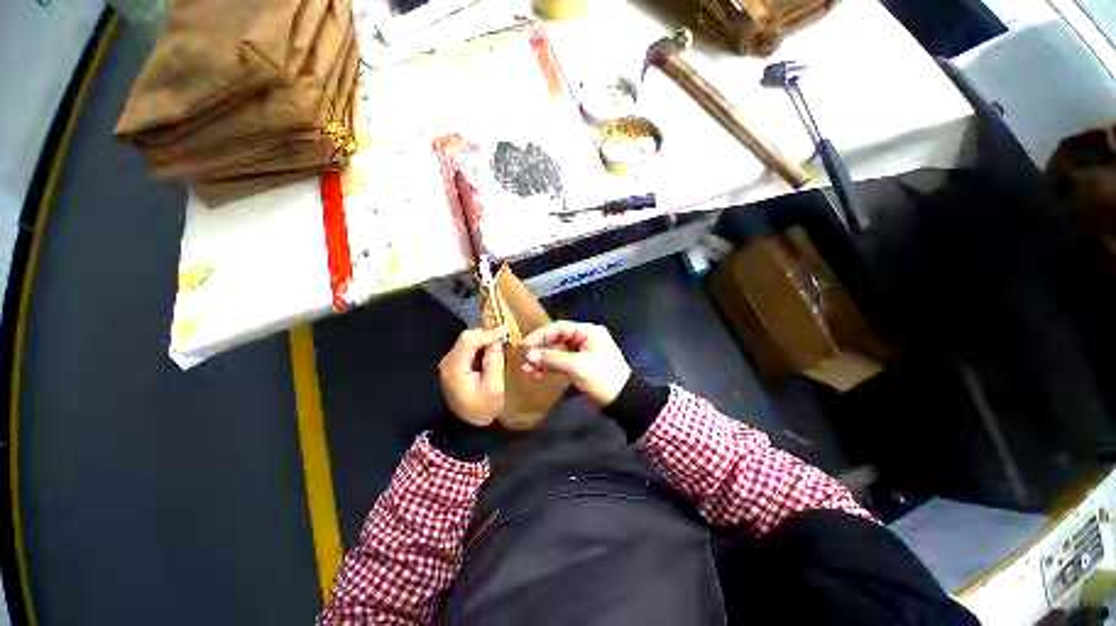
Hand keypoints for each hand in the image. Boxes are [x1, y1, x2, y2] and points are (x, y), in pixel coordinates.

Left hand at [439, 327, 506, 425]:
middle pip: (467, 338)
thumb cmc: (481, 409)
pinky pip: (468, 348)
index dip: (487, 333)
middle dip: (487, 335)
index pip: (469, 340)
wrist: (466, 427)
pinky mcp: (454, 365)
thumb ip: (495, 361)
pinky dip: (481, 346)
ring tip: (501, 341)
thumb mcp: (494, 387)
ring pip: (467, 341)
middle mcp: (448, 362)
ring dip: (484, 339)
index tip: (505, 332)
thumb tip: (498, 340)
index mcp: (454, 368)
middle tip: (505, 337)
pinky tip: (492, 350)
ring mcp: (449, 363)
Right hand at [521, 321, 630, 406]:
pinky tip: (536, 374)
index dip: (541, 335)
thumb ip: (552, 359)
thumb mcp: (577, 366)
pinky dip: (550, 367)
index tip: (525, 344)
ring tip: (526, 369)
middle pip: (558, 339)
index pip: (560, 328)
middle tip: (525, 358)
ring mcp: (582, 353)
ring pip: (558, 352)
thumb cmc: (602, 377)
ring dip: (543, 360)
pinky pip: (562, 363)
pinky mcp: (580, 366)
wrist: (622, 400)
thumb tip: (529, 355)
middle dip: (541, 349)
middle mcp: (584, 339)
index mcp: (588, 332)